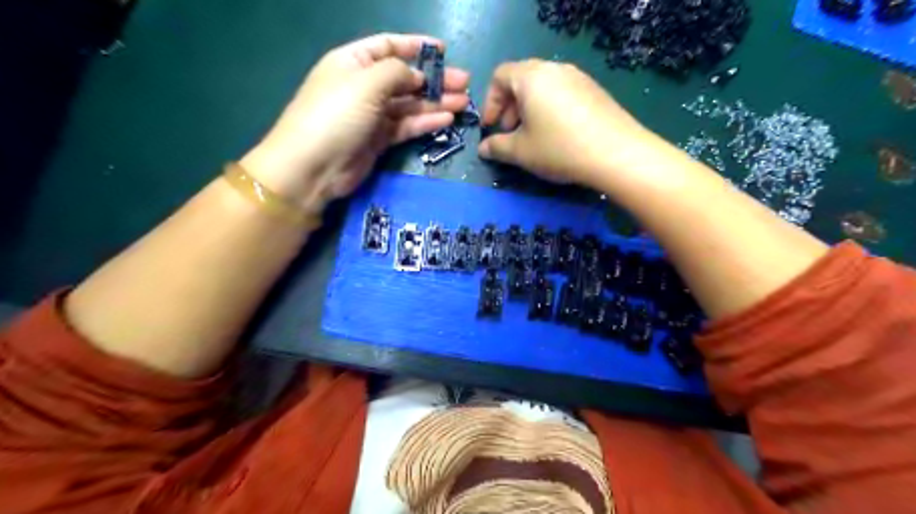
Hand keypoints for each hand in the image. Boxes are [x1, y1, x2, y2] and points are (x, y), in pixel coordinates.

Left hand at [242, 32, 467, 212]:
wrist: (314, 167)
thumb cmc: (336, 115)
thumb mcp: (366, 83)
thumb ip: (396, 72)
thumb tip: (416, 75)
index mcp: (354, 62)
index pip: (388, 46)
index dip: (416, 46)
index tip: (444, 51)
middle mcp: (364, 86)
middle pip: (405, 78)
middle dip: (434, 79)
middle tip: (465, 83)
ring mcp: (372, 115)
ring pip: (410, 104)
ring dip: (436, 103)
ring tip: (464, 103)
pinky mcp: (379, 139)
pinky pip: (407, 126)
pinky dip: (426, 122)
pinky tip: (447, 119)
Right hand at [477, 60, 663, 188]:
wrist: (617, 154)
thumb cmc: (559, 148)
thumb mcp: (521, 152)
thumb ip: (497, 147)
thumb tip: (483, 148)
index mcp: (531, 77)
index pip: (500, 76)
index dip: (490, 102)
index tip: (491, 127)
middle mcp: (554, 69)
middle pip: (522, 79)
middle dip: (510, 107)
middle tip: (511, 133)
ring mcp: (578, 77)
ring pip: (543, 87)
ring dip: (530, 109)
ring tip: (533, 136)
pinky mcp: (595, 90)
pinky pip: (563, 93)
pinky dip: (550, 109)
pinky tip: (558, 135)